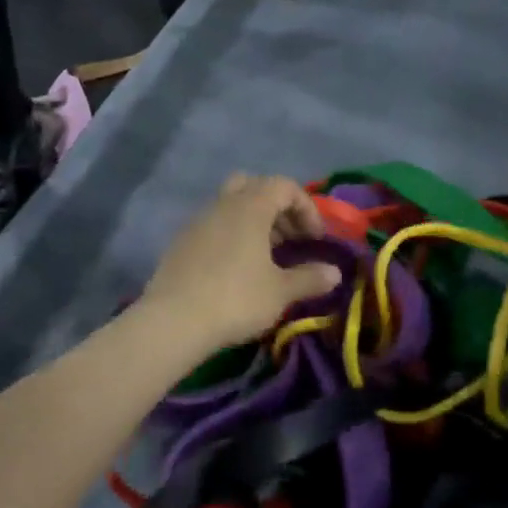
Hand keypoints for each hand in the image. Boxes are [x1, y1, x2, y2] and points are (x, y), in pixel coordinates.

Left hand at [138, 174, 341, 353]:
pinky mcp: (181, 242)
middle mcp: (223, 204)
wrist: (173, 322)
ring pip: (231, 205)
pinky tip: (236, 269)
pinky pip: (214, 225)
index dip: (306, 208)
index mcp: (250, 207)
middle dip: (276, 207)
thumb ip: (310, 278)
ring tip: (266, 257)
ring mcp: (198, 221)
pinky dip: (231, 235)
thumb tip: (335, 273)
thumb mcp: (280, 292)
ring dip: (254, 222)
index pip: (284, 186)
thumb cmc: (235, 299)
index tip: (315, 239)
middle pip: (254, 186)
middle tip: (290, 238)